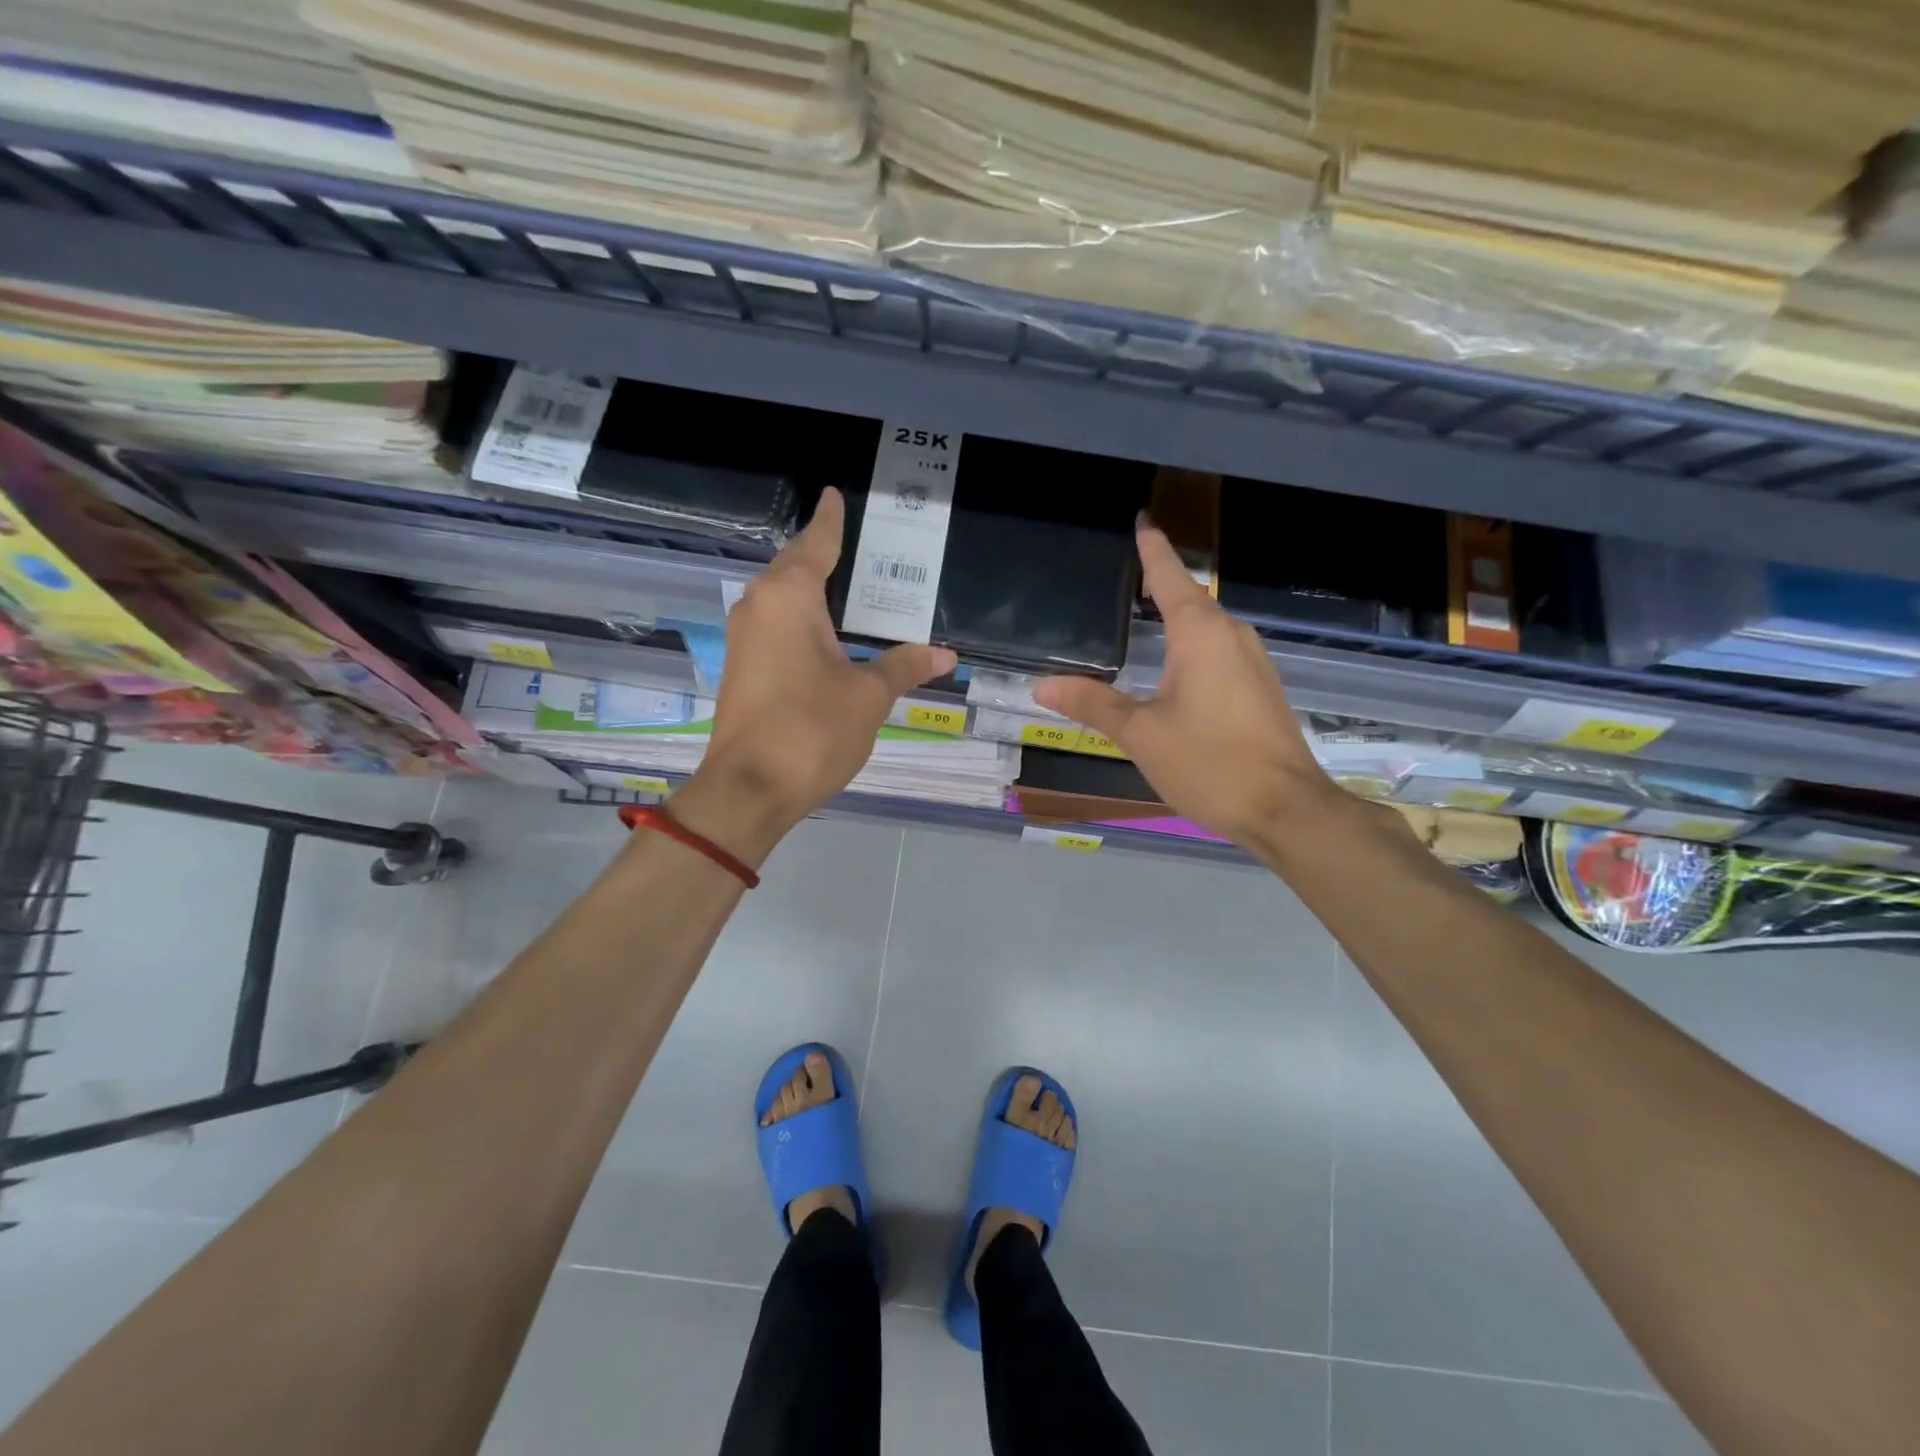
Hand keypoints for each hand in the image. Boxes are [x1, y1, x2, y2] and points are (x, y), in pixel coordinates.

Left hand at [687, 488, 956, 849]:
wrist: (749, 789)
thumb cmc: (811, 729)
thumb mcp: (868, 695)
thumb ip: (904, 666)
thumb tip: (944, 655)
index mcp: (788, 597)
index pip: (816, 544)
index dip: (831, 521)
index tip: (834, 495)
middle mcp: (759, 607)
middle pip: (795, 568)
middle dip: (826, 555)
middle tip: (867, 548)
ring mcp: (745, 638)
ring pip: (784, 599)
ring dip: (815, 591)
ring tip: (856, 589)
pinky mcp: (744, 667)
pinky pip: (778, 626)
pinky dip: (805, 620)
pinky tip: (831, 634)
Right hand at [1032, 518, 1335, 848]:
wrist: (1286, 810)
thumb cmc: (1210, 764)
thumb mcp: (1141, 734)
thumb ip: (1093, 704)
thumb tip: (1043, 685)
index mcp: (1201, 635)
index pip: (1170, 577)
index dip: (1152, 548)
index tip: (1142, 519)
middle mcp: (1232, 636)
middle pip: (1189, 599)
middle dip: (1159, 584)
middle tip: (1122, 578)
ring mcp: (1252, 662)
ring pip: (1206, 628)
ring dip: (1176, 618)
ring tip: (1141, 617)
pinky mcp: (1260, 688)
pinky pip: (1218, 651)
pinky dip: (1191, 646)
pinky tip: (1173, 666)